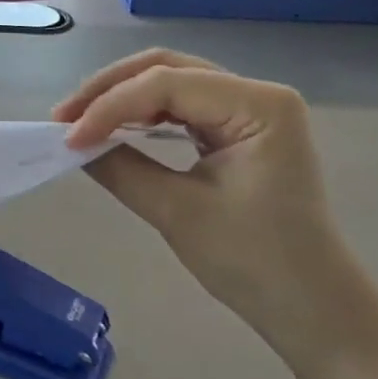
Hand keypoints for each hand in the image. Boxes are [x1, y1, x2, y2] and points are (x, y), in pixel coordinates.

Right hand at [53, 49, 363, 360]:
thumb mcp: (178, 213)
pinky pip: (182, 107)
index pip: (167, 85)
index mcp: (259, 104)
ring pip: (171, 83)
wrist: (313, 309)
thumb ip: (121, 169)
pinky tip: (114, 128)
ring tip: (80, 122)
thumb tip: (73, 144)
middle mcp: (257, 93)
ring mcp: (250, 109)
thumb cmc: (256, 264)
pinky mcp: (238, 129)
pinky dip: (143, 115)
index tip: (68, 137)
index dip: (110, 106)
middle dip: (110, 90)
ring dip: (122, 99)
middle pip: (167, 69)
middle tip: (64, 118)